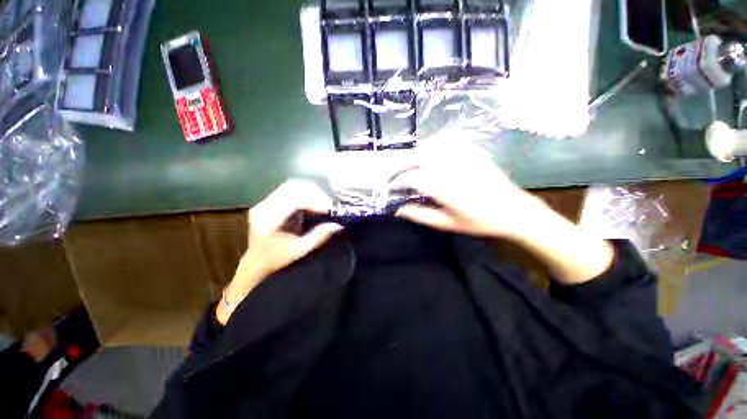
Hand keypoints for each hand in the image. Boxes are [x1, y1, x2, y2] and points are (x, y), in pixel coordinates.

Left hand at [218, 180, 342, 323]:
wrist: (256, 262)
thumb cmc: (276, 260)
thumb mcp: (299, 251)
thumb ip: (318, 236)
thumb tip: (337, 224)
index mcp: (268, 218)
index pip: (294, 199)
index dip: (314, 201)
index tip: (329, 209)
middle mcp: (264, 205)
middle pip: (293, 187)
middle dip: (315, 193)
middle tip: (329, 205)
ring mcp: (266, 202)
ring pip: (292, 185)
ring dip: (311, 192)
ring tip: (324, 203)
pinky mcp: (271, 201)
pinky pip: (291, 190)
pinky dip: (306, 193)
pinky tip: (314, 202)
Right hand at [393, 146, 538, 238]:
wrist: (514, 210)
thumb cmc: (480, 221)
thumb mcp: (448, 224)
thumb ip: (422, 216)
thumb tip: (399, 209)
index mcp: (447, 190)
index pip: (414, 179)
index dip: (399, 181)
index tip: (391, 186)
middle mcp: (454, 169)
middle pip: (420, 158)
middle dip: (402, 163)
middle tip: (394, 172)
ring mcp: (465, 158)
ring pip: (432, 146)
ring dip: (415, 153)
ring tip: (407, 163)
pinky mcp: (473, 152)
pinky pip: (449, 141)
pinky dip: (434, 144)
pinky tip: (429, 151)